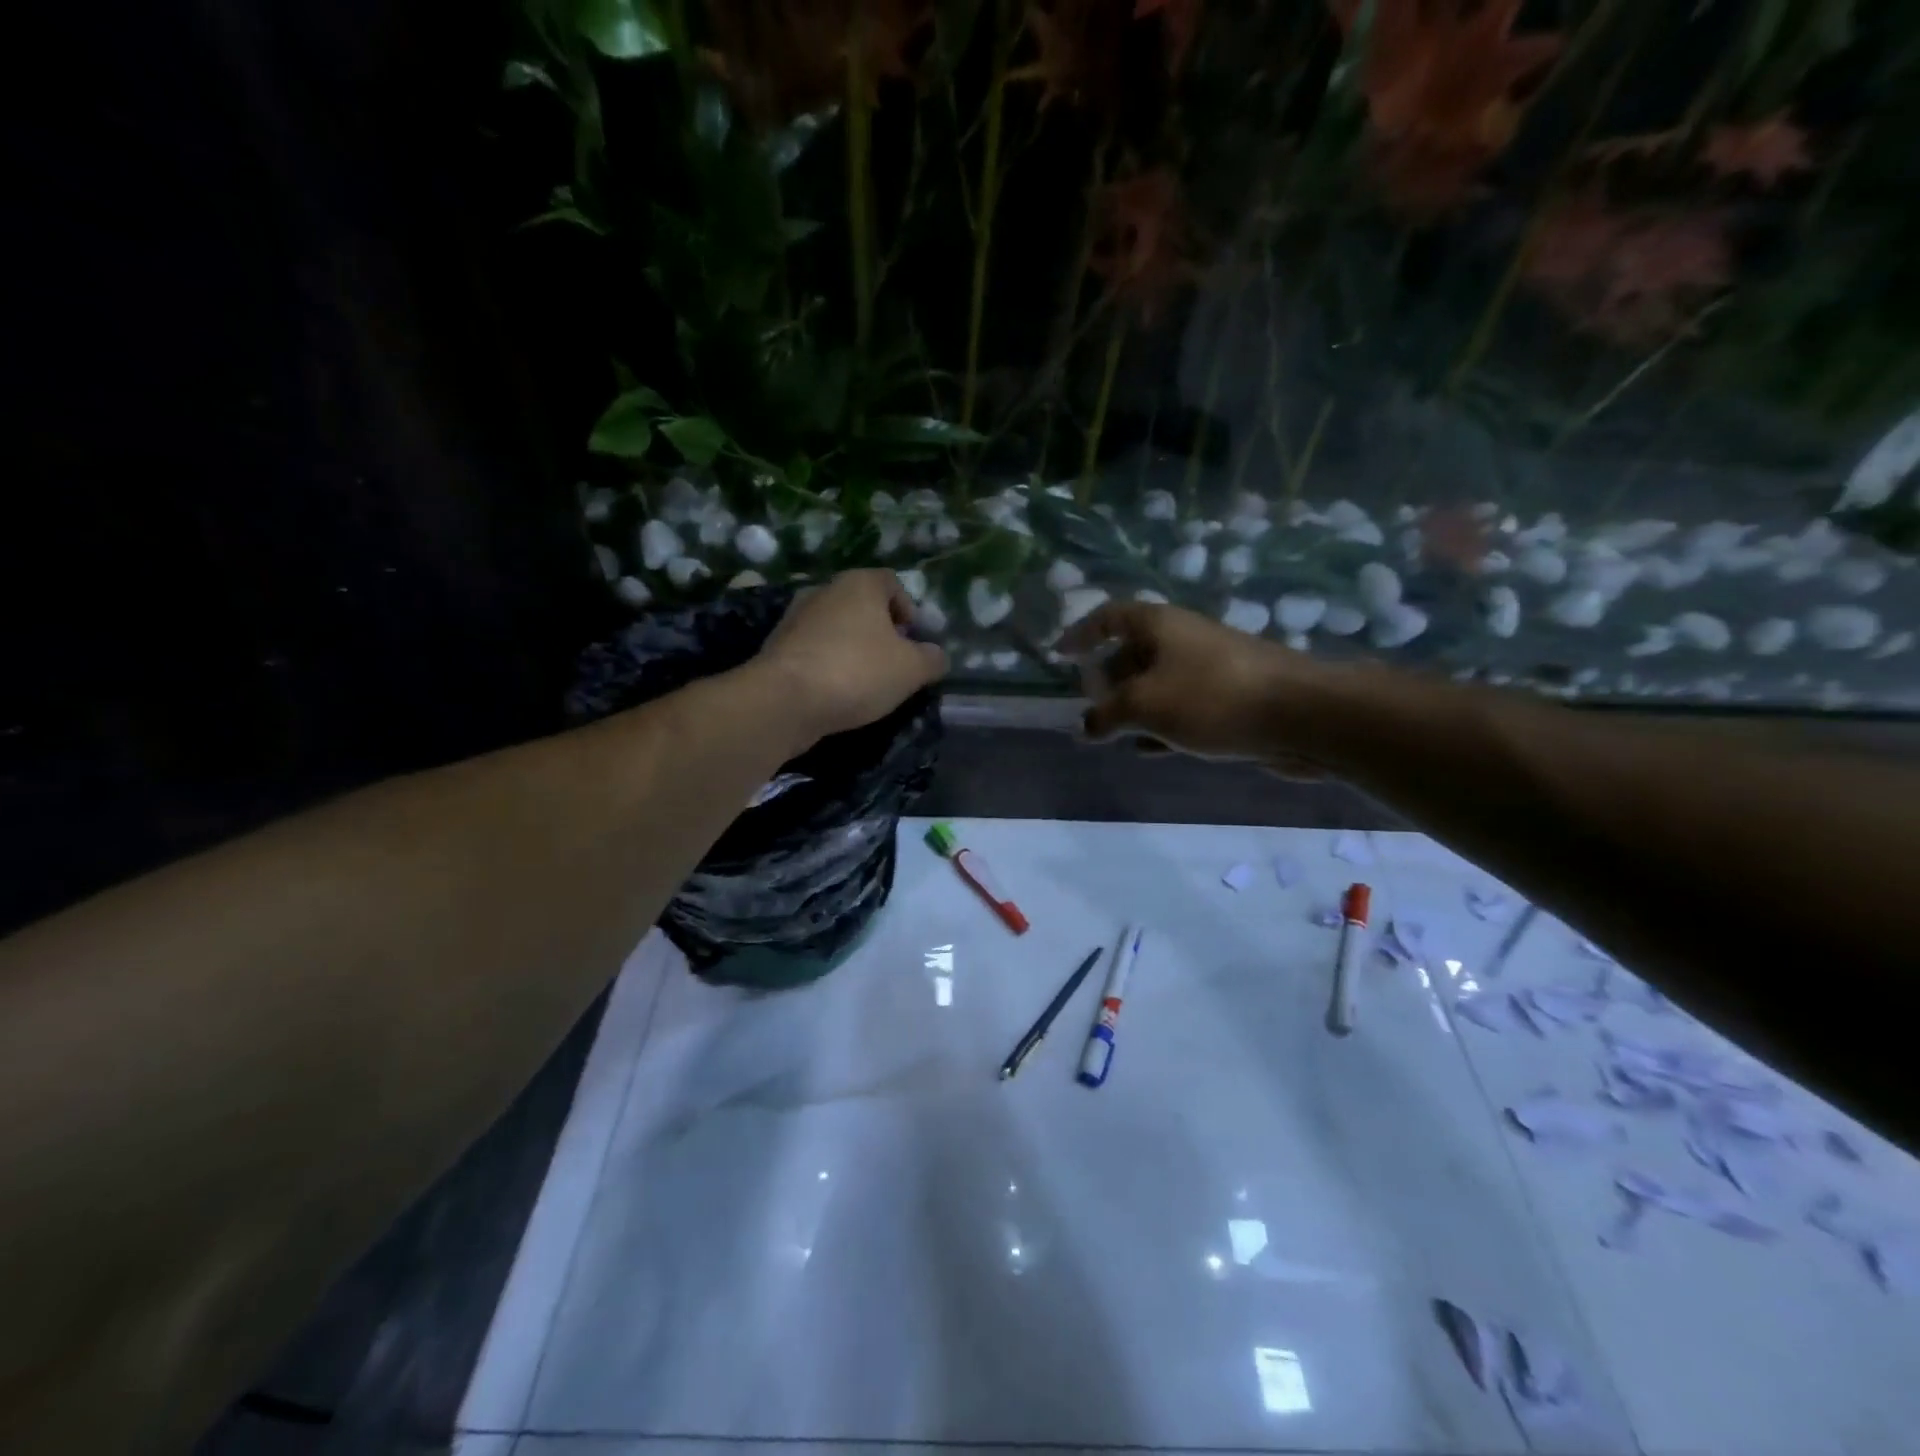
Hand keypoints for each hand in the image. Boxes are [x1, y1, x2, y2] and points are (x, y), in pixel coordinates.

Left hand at [757, 570, 948, 742]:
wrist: (785, 700)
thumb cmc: (857, 672)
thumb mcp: (911, 669)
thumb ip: (932, 659)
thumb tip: (936, 656)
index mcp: (859, 584)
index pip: (891, 582)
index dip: (908, 609)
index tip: (913, 639)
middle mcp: (825, 590)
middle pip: (862, 604)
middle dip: (881, 631)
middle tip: (893, 662)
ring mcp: (795, 618)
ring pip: (836, 628)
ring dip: (853, 649)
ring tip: (866, 682)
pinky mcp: (777, 647)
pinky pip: (814, 650)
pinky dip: (829, 664)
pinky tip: (836, 692)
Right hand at [1059, 600, 1329, 767]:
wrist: (1300, 715)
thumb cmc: (1211, 697)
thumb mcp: (1144, 705)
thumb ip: (1106, 715)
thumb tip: (1084, 725)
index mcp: (1159, 625)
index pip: (1110, 616)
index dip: (1082, 633)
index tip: (1060, 656)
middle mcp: (1183, 639)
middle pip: (1133, 651)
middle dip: (1107, 678)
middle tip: (1088, 706)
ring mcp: (1209, 669)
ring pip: (1158, 683)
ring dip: (1133, 706)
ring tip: (1111, 732)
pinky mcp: (1229, 699)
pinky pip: (1182, 708)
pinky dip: (1160, 724)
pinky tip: (1148, 749)